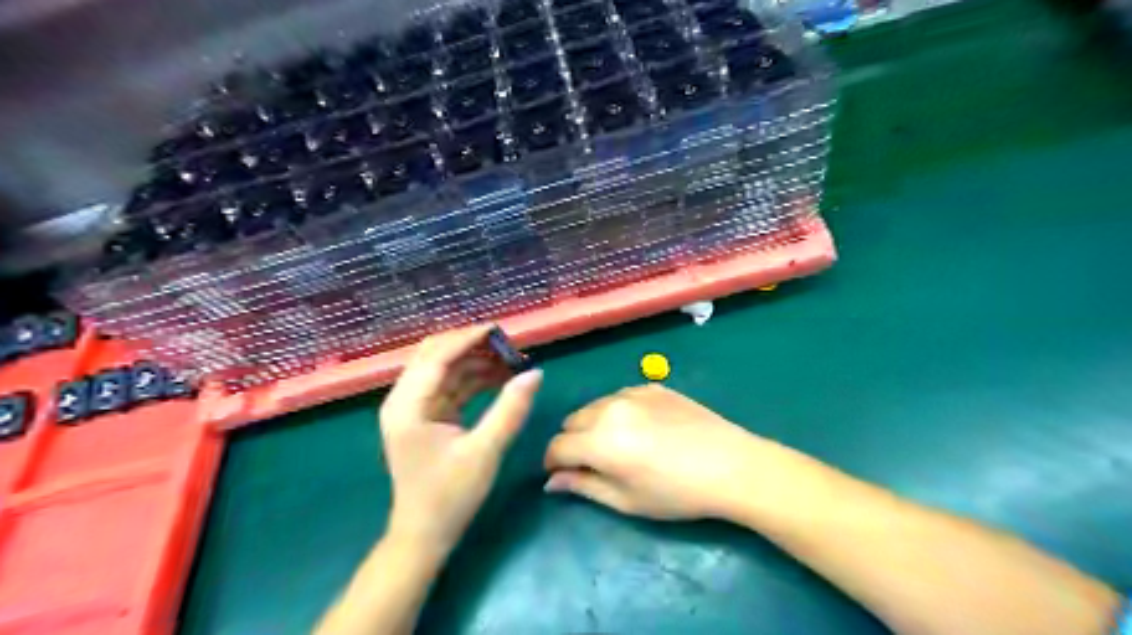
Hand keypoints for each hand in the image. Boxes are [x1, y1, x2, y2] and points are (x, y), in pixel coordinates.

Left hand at [376, 324, 539, 558]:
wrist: (425, 535)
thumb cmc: (450, 496)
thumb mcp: (485, 451)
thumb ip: (510, 410)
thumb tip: (535, 373)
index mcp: (408, 406)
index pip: (437, 356)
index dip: (469, 339)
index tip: (501, 331)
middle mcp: (405, 400)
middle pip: (436, 355)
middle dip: (471, 346)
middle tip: (507, 345)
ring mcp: (415, 408)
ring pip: (444, 369)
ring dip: (475, 361)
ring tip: (510, 360)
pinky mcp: (427, 416)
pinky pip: (451, 386)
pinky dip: (473, 379)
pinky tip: (499, 378)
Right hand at [543, 382, 774, 520]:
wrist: (730, 465)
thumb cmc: (676, 493)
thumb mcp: (626, 501)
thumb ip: (583, 486)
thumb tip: (551, 481)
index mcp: (600, 441)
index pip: (557, 446)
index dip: (552, 463)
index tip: (560, 475)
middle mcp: (609, 409)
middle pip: (571, 421)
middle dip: (572, 442)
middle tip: (593, 463)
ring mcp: (632, 393)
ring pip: (594, 406)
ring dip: (594, 425)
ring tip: (619, 445)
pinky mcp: (652, 386)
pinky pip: (621, 397)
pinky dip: (618, 412)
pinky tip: (642, 429)